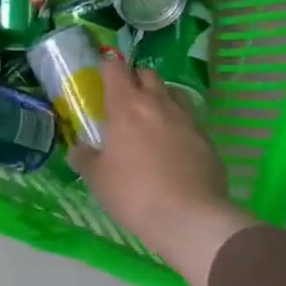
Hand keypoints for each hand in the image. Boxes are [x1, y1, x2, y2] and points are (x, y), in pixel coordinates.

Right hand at [68, 53, 251, 285]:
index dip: (108, 66)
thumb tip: (78, 149)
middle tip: (125, 101)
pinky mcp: (207, 139)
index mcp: (126, 106)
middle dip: (135, 79)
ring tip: (151, 120)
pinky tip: (174, 147)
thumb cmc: (133, 193)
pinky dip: (178, 125)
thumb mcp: (97, 179)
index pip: (116, 68)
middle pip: (147, 74)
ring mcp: (187, 119)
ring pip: (172, 93)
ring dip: (160, 98)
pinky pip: (190, 120)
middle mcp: (158, 103)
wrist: (189, 218)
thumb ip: (85, 158)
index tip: (102, 75)